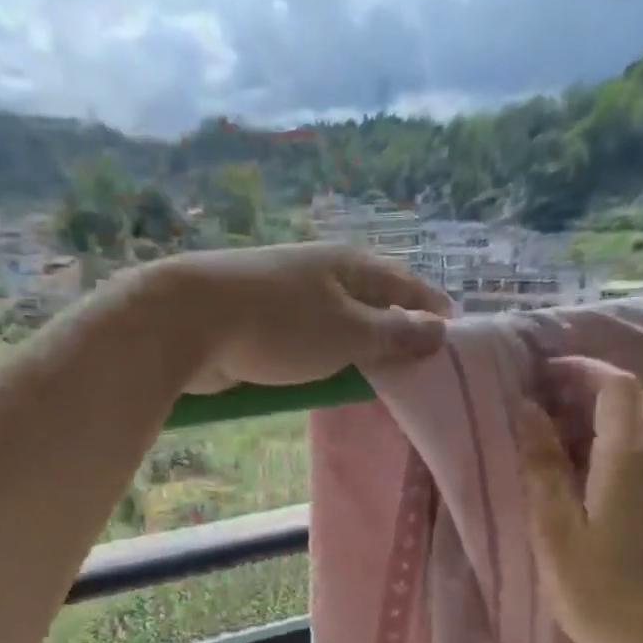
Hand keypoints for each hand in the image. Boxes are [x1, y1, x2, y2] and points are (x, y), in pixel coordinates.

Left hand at [148, 243, 452, 394]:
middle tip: (418, 361)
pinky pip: (308, 340)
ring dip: (358, 346)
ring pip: (338, 323)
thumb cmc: (281, 324)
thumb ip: (394, 335)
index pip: (405, 284)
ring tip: (378, 374)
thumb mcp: (349, 333)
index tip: (453, 328)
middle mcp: (322, 273)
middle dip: (395, 327)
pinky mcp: (261, 321)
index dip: (430, 306)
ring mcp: (288, 295)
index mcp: (350, 266)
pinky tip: (329, 376)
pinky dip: (325, 357)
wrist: (189, 319)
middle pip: (372, 301)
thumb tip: (438, 330)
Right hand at [520, 358, 642, 642]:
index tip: (542, 375)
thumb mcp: (557, 533)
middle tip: (542, 406)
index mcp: (634, 457)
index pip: (618, 384)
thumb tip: (530, 412)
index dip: (582, 369)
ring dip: (604, 417)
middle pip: (635, 399)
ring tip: (557, 438)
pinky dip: (619, 443)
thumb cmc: (606, 595)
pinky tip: (588, 473)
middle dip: (590, 389)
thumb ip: (543, 467)